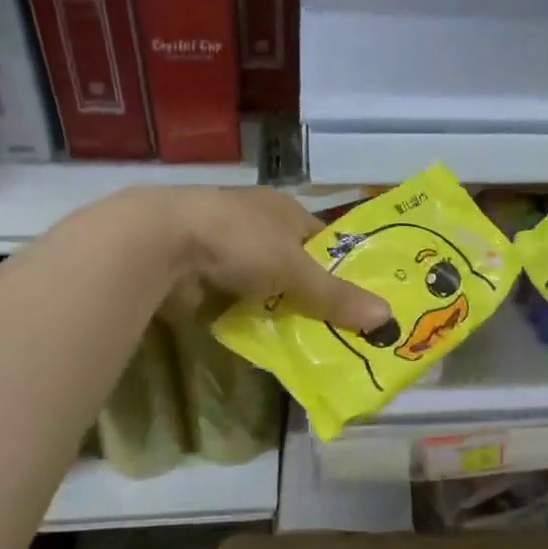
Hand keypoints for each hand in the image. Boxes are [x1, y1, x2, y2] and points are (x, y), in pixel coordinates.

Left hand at [158, 187, 390, 330]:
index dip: (339, 266)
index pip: (321, 239)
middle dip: (309, 293)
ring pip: (263, 284)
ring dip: (275, 307)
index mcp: (281, 208)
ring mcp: (223, 248)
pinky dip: (245, 317)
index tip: (357, 298)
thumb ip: (337, 296)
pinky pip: (234, 301)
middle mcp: (254, 223)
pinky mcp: (198, 274)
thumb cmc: (240, 241)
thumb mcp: (296, 271)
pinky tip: (260, 338)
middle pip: (293, 263)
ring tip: (303, 340)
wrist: (160, 245)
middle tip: (336, 328)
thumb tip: (387, 318)